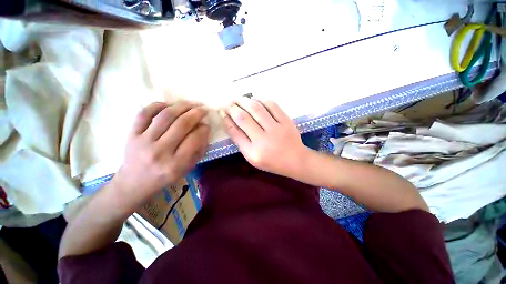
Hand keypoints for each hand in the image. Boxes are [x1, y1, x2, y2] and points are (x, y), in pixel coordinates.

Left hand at [113, 101, 209, 206]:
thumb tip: (204, 129)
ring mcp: (143, 141)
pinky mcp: (131, 134)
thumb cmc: (165, 177)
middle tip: (203, 109)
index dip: (204, 129)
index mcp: (175, 164)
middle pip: (182, 125)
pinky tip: (168, 105)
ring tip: (191, 103)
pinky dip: (158, 105)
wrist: (134, 183)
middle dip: (196, 113)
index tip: (207, 125)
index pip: (194, 139)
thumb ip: (198, 150)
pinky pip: (144, 113)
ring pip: (165, 116)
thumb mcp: (187, 168)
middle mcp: (159, 151)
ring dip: (181, 106)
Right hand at [221, 97, 307, 177]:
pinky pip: (271, 105)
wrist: (295, 160)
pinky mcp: (286, 121)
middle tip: (227, 102)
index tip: (222, 111)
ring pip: (256, 108)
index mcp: (253, 153)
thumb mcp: (252, 157)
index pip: (235, 132)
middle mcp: (263, 140)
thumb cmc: (272, 161)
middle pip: (243, 118)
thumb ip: (241, 141)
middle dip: (232, 107)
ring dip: (244, 100)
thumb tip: (230, 121)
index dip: (226, 119)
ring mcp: (276, 129)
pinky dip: (261, 99)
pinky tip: (254, 98)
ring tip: (238, 98)